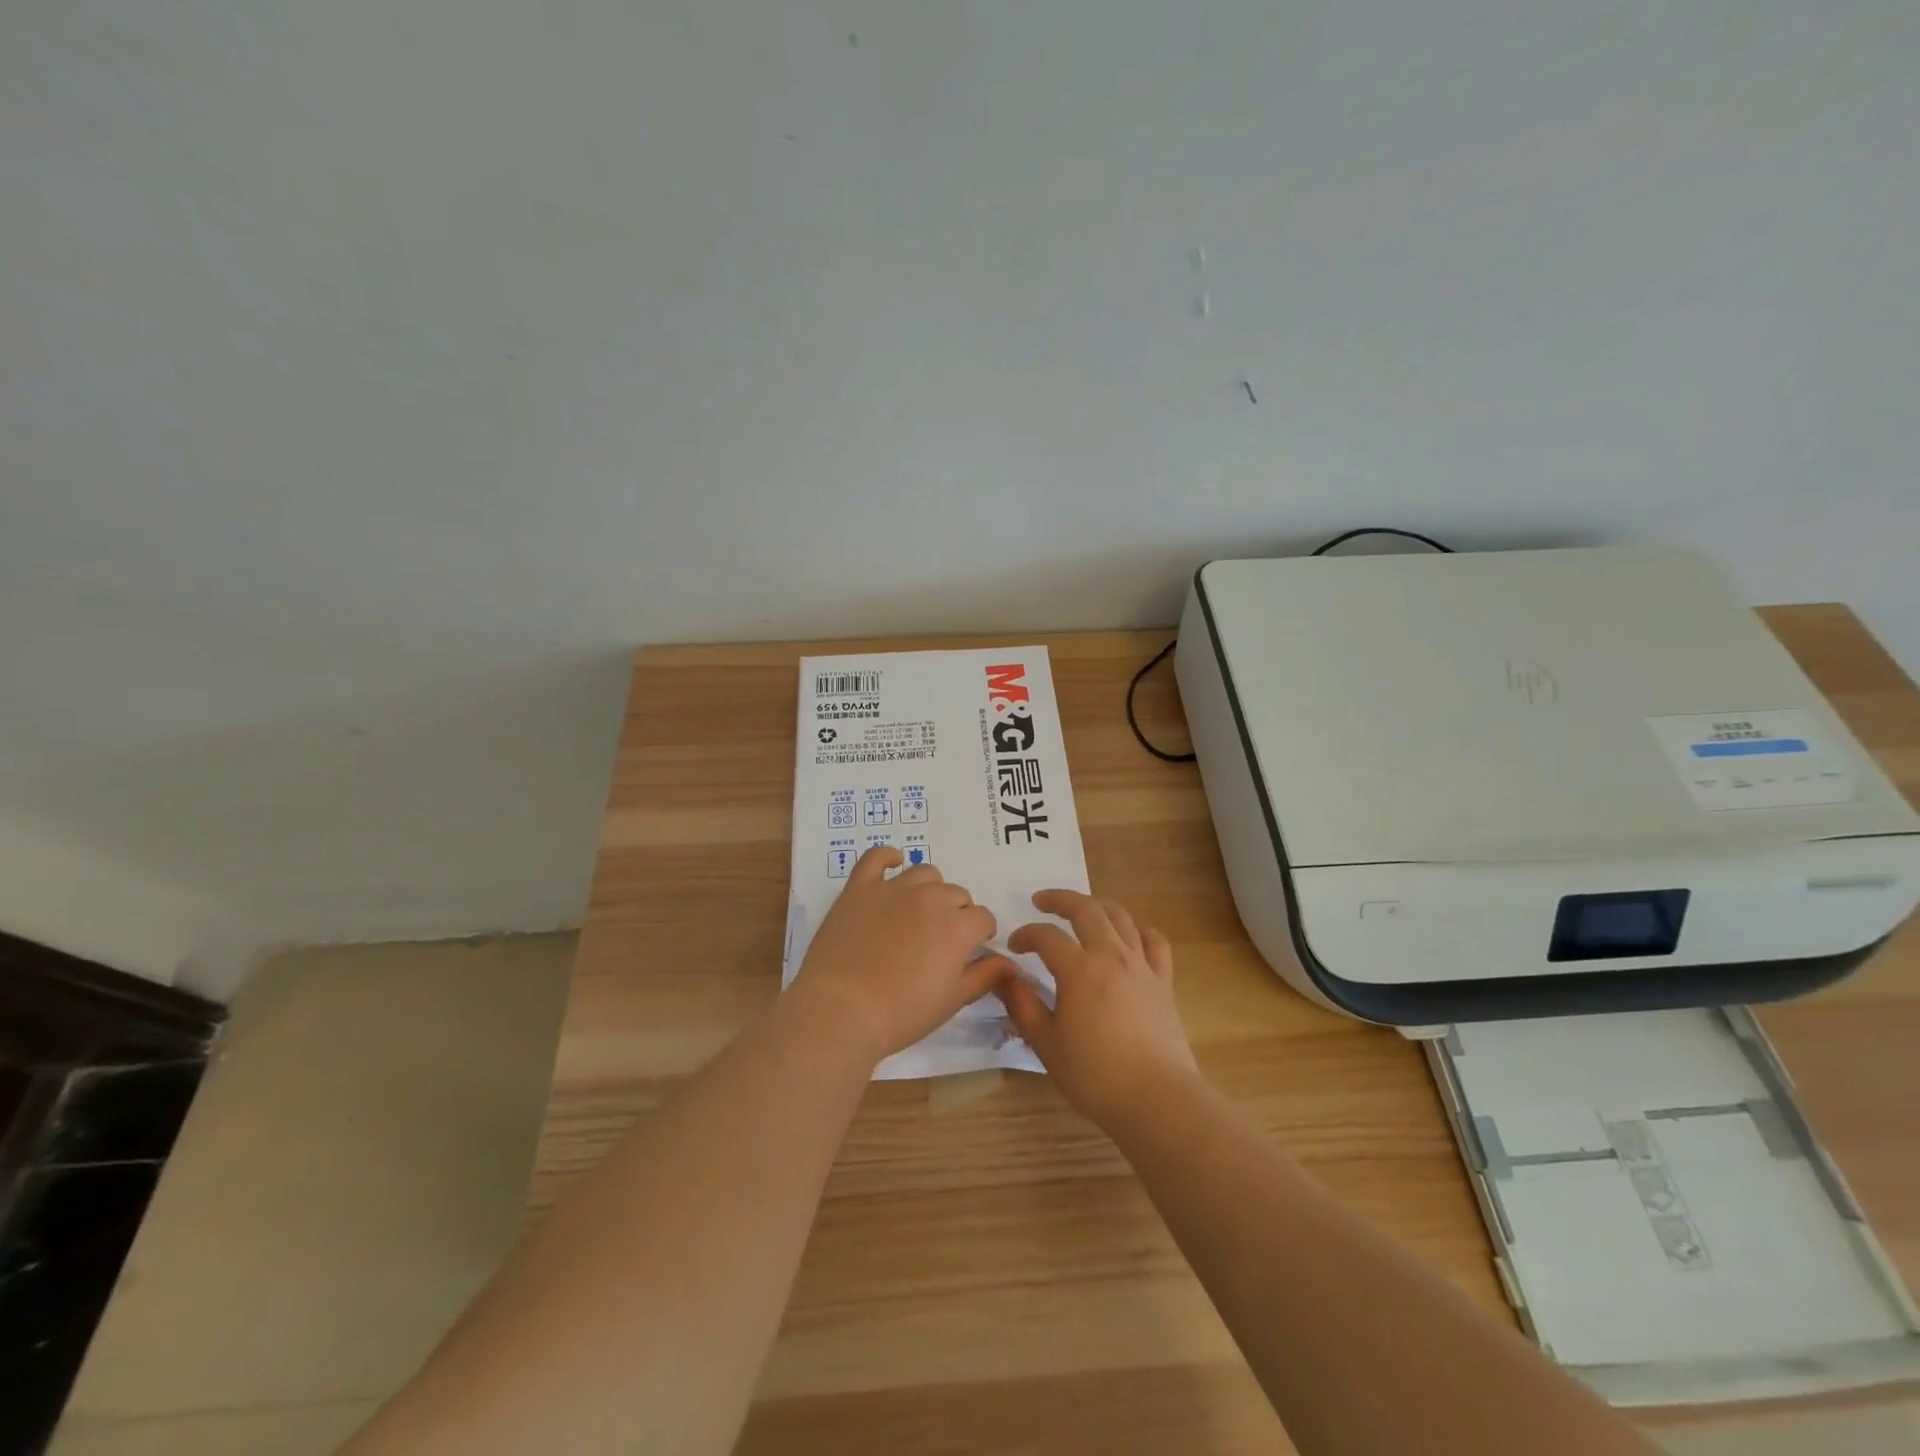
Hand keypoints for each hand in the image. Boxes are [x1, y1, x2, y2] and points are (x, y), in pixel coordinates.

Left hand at [792, 846, 1009, 1063]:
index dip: (981, 932)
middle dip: (957, 913)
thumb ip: (984, 976)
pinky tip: (894, 862)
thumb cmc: (901, 1013)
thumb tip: (1008, 962)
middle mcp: (930, 898)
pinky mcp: (860, 887)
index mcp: (958, 926)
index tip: (973, 948)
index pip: (982, 917)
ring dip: (930, 889)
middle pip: (956, 894)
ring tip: (920, 911)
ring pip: (925, 874)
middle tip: (941, 939)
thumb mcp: (952, 1001)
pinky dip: (888, 856)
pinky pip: (876, 857)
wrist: (841, 1009)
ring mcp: (893, 888)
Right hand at [995, 889, 1199, 1126]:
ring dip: (1097, 905)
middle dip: (1060, 899)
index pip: (1046, 936)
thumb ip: (1022, 1004)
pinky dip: (1139, 929)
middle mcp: (1111, 956)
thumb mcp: (1046, 1043)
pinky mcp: (1164, 982)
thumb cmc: (1095, 1075)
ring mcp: (1142, 966)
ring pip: (1121, 917)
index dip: (1026, 935)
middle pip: (1086, 910)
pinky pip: (1155, 942)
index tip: (1013, 947)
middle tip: (1041, 901)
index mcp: (1079, 969)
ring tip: (1082, 909)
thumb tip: (1002, 976)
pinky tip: (1130, 934)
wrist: (1157, 1099)